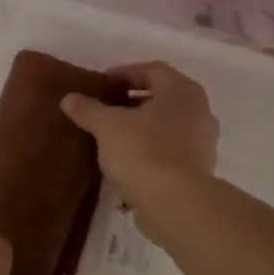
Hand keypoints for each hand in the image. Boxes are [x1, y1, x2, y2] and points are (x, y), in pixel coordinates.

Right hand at [61, 61, 218, 209]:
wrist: (177, 204)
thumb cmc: (143, 151)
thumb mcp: (107, 126)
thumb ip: (88, 109)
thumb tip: (69, 99)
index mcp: (181, 90)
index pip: (151, 70)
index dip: (124, 74)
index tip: (101, 86)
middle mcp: (199, 110)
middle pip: (161, 96)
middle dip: (132, 101)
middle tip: (105, 108)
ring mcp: (204, 141)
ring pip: (167, 123)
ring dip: (142, 126)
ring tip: (113, 136)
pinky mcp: (200, 168)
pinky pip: (171, 148)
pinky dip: (151, 148)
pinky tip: (128, 161)